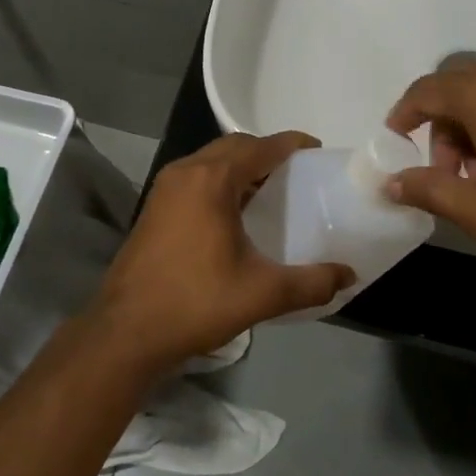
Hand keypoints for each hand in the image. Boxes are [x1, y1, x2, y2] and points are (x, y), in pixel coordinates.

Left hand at [88, 132, 354, 371]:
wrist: (127, 331)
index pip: (260, 147)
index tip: (315, 149)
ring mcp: (165, 187)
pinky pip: (195, 176)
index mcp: (212, 179)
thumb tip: (348, 276)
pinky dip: (220, 179)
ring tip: (270, 188)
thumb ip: (310, 283)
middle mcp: (186, 171)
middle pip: (234, 146)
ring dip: (240, 165)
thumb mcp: (262, 294)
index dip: (290, 144)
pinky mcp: (154, 205)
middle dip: (265, 151)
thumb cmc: (196, 302)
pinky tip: (234, 210)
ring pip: (211, 159)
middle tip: (295, 171)